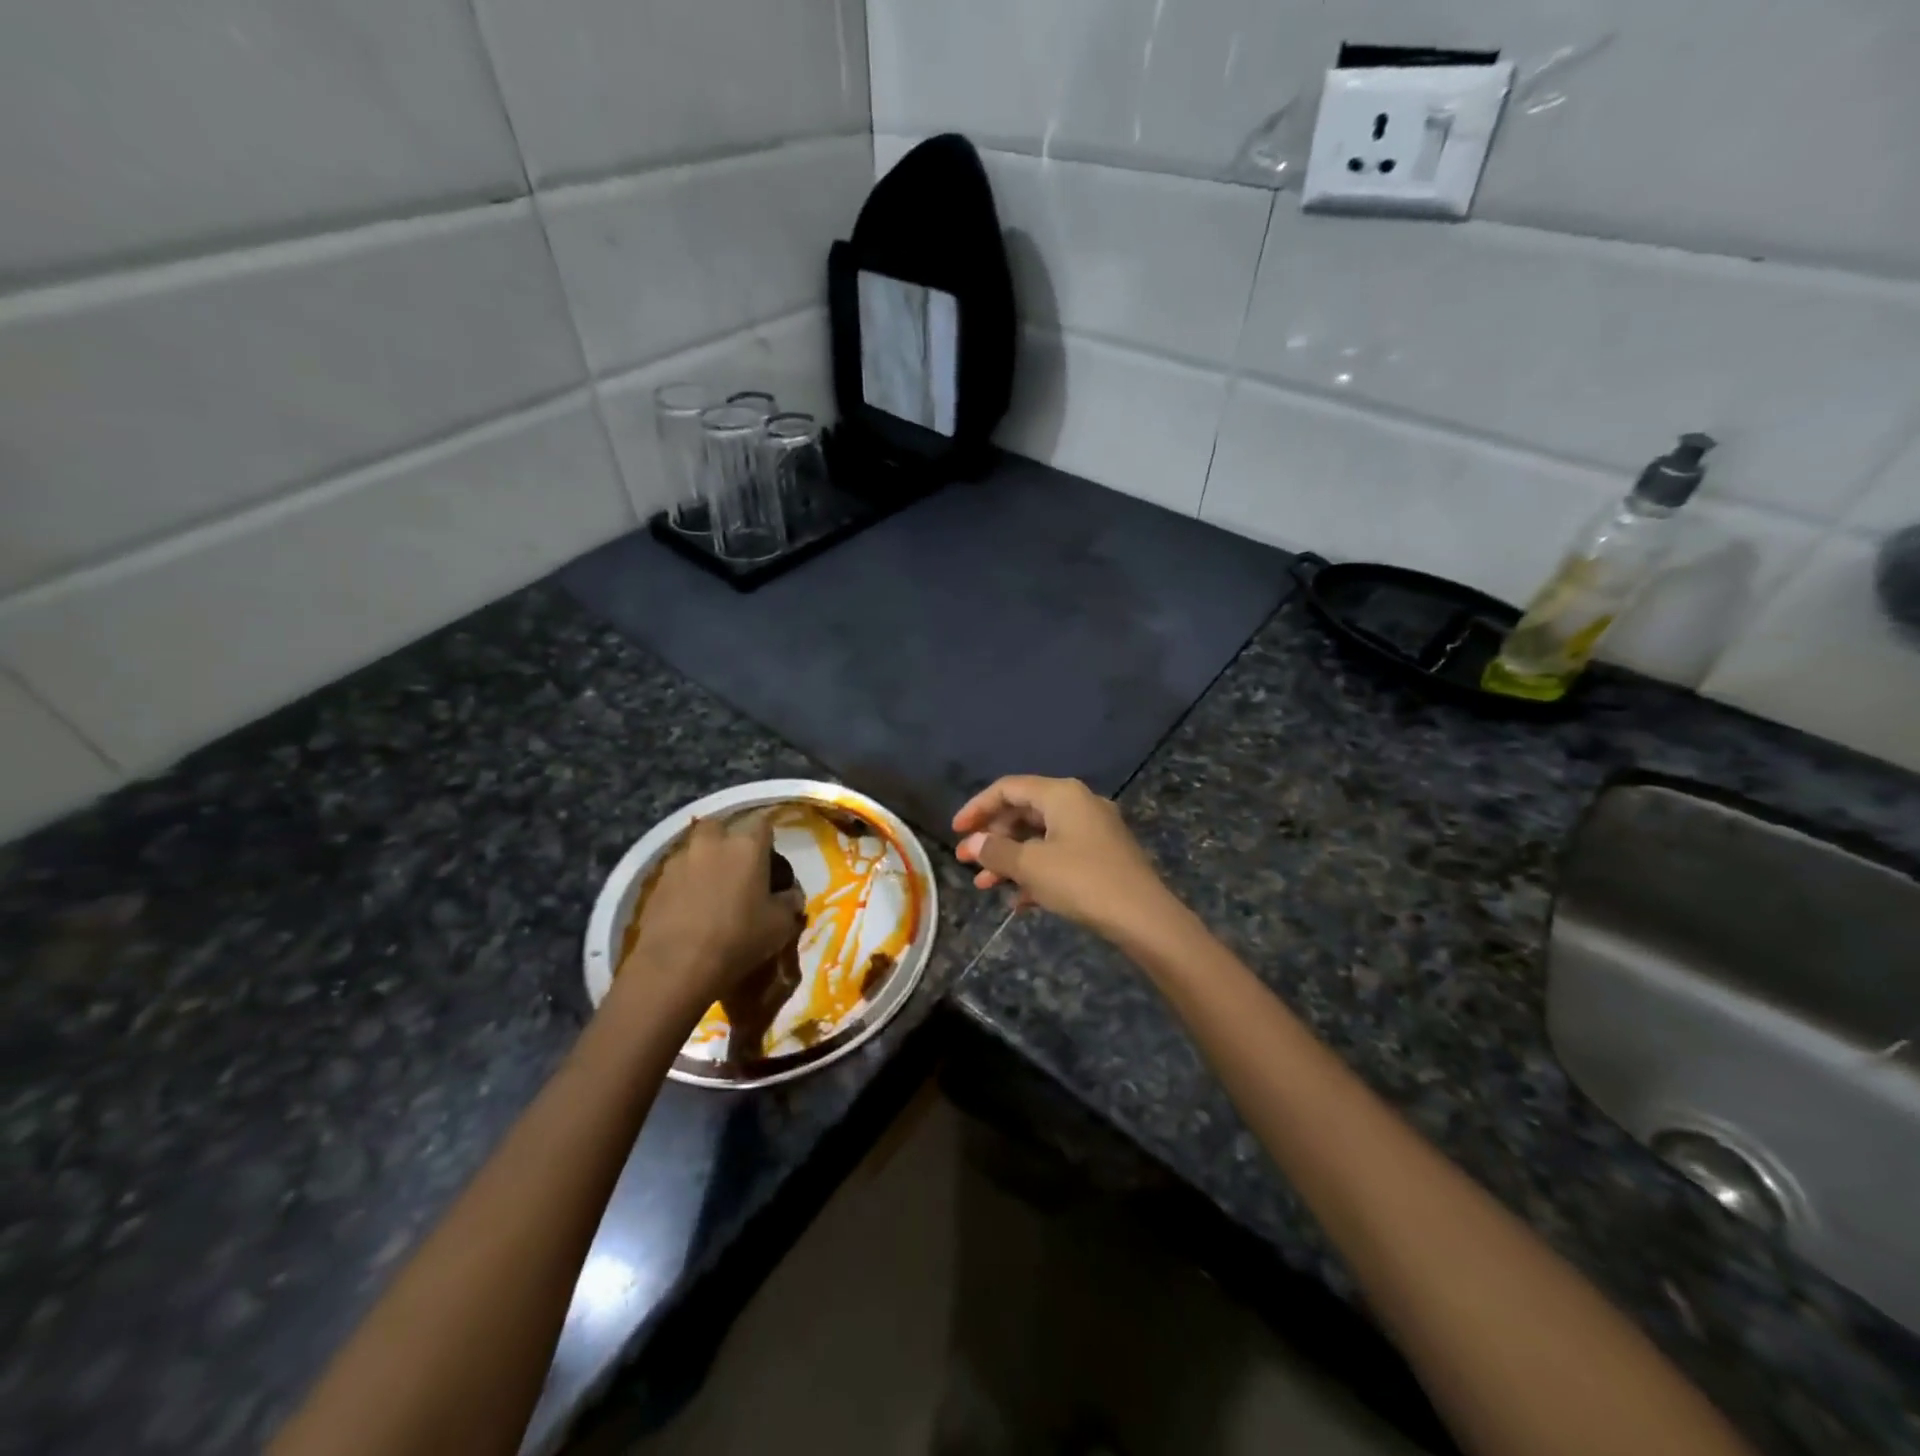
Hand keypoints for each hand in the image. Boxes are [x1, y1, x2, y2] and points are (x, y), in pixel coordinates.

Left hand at [616, 815, 805, 1021]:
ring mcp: (680, 859)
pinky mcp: (656, 881)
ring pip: (697, 847)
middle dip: (731, 840)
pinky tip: (692, 904)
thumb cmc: (738, 939)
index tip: (771, 860)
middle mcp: (712, 842)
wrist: (675, 967)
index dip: (768, 839)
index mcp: (747, 845)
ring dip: (706, 859)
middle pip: (723, 827)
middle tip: (739, 867)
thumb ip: (790, 902)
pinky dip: (687, 880)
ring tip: (713, 887)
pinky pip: (678, 870)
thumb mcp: (780, 925)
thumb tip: (790, 894)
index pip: (763, 823)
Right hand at [953, 776, 1175, 937]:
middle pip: (1024, 811)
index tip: (955, 832)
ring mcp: (1094, 830)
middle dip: (992, 837)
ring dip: (1010, 859)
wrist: (1144, 918)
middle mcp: (1079, 803)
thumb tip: (972, 844)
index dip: (977, 808)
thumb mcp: (1031, 866)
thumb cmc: (1082, 881)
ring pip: (1040, 837)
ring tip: (985, 887)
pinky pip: (1059, 855)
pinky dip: (1036, 871)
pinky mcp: (1103, 856)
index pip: (1008, 788)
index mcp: (1062, 794)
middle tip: (968, 862)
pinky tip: (1020, 901)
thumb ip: (995, 851)